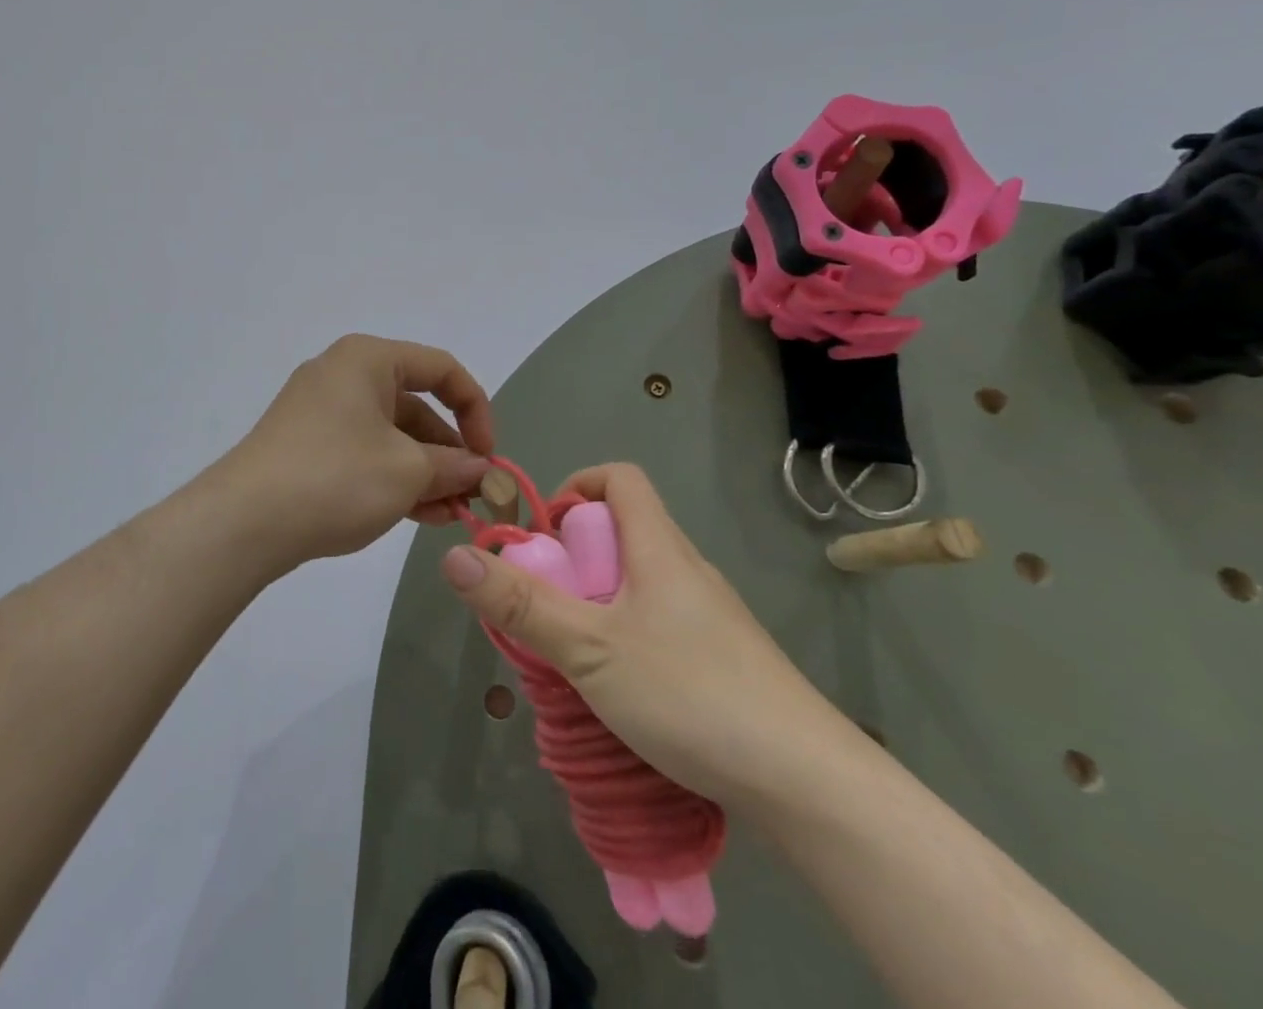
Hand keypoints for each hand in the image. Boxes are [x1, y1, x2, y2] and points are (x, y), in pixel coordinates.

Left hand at [219, 334, 496, 569]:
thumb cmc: (337, 478)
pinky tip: (417, 515)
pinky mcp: (306, 444)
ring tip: (449, 515)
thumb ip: (454, 466)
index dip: (476, 410)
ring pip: (390, 434)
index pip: (442, 370)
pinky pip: (363, 451)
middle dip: (449, 452)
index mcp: (368, 359)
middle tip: (472, 495)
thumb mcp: (408, 472)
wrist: (244, 522)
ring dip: (424, 472)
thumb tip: (482, 470)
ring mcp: (320, 410)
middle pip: (415, 405)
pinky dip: (392, 477)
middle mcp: (343, 374)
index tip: (487, 456)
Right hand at [439, 462, 867, 811]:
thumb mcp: (590, 649)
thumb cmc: (690, 693)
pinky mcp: (724, 659)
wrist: (808, 783)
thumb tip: (455, 556)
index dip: (575, 487)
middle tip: (546, 605)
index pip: (619, 479)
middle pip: (625, 531)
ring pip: (641, 582)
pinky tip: (620, 690)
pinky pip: (662, 622)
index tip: (545, 534)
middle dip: (575, 556)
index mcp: (660, 548)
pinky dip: (627, 635)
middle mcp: (687, 569)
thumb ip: (521, 605)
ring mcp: (711, 616)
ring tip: (573, 653)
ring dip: (598, 601)